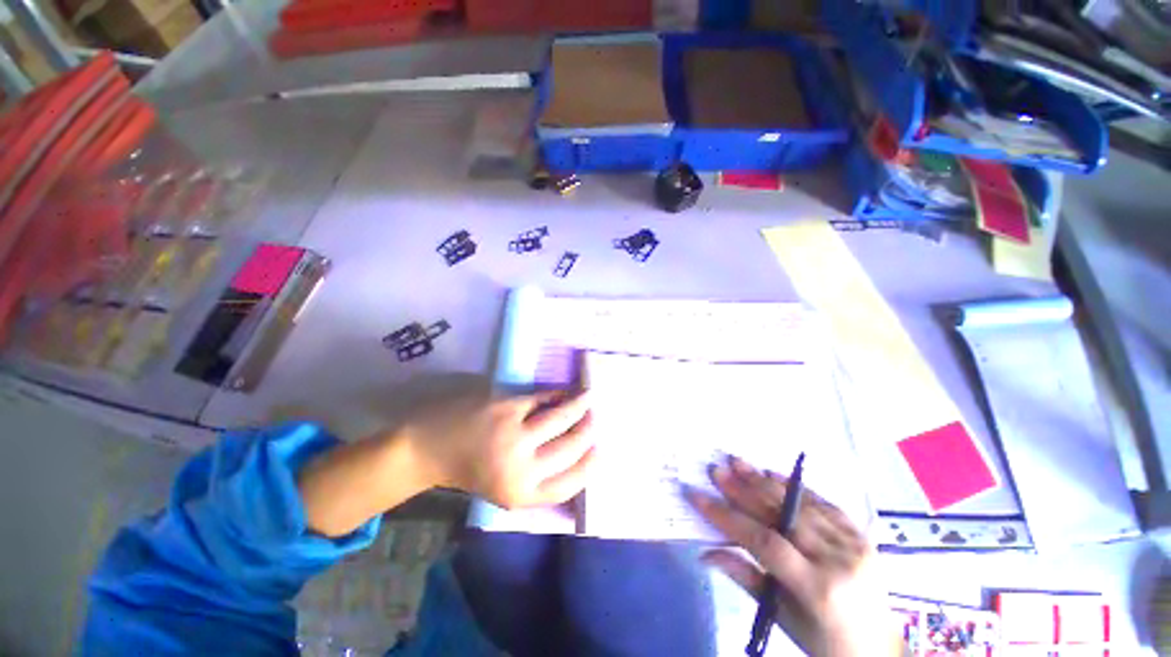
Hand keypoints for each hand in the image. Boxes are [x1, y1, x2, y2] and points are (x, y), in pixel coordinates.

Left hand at [402, 384, 596, 509]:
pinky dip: (558, 394)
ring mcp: (514, 434)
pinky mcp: (507, 407)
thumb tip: (577, 459)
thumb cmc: (470, 470)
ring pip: (562, 417)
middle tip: (596, 418)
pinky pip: (543, 398)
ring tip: (588, 397)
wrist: (428, 448)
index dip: (590, 467)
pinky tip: (564, 391)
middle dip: (589, 430)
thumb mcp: (504, 490)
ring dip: (580, 406)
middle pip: (571, 447)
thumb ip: (538, 481)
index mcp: (520, 494)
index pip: (570, 484)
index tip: (600, 451)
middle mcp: (520, 467)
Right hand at [686, 456, 896, 656]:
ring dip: (764, 481)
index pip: (764, 542)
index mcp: (817, 588)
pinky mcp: (860, 534)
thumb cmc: (823, 641)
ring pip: (800, 503)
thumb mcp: (781, 617)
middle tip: (717, 470)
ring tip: (737, 463)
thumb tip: (705, 552)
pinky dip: (795, 487)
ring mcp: (853, 544)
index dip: (728, 517)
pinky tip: (771, 473)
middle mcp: (838, 560)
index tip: (699, 496)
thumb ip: (744, 577)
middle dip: (743, 490)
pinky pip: (823, 503)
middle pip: (782, 515)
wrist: (878, 648)